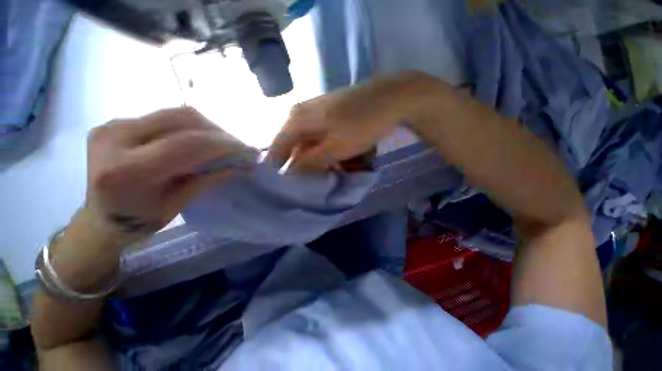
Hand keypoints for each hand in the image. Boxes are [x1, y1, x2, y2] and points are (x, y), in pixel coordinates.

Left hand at [79, 107, 249, 243]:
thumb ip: (211, 179)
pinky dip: (191, 127)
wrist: (99, 218)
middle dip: (219, 133)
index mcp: (127, 170)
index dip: (225, 145)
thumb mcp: (179, 204)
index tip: (249, 151)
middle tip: (239, 148)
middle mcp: (115, 138)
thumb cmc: (139, 221)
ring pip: (175, 114)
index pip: (188, 144)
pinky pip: (164, 117)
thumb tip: (244, 166)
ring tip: (223, 144)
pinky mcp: (115, 121)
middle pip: (182, 119)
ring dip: (208, 128)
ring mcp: (112, 124)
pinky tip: (200, 141)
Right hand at [269, 72, 440, 171]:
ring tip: (342, 167)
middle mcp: (301, 114)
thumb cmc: (361, 125)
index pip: (277, 150)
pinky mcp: (329, 114)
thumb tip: (290, 173)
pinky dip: (332, 150)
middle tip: (324, 178)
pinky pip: (323, 138)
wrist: (390, 97)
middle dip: (309, 166)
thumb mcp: (335, 149)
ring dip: (324, 159)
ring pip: (311, 145)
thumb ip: (310, 162)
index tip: (294, 186)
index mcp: (296, 120)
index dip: (283, 169)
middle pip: (296, 148)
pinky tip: (348, 156)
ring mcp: (316, 112)